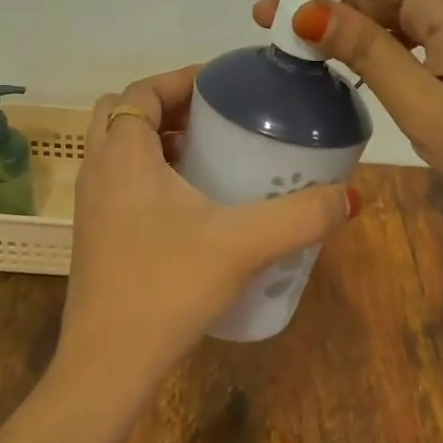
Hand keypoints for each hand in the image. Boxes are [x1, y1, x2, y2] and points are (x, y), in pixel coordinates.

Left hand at [54, 66, 358, 397]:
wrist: (108, 364)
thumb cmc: (168, 286)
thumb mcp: (243, 244)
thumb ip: (301, 217)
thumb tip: (352, 196)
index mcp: (123, 154)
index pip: (142, 90)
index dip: (180, 78)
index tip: (224, 85)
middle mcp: (98, 170)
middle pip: (124, 114)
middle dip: (168, 106)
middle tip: (216, 119)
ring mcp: (90, 205)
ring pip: (118, 150)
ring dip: (158, 141)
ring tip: (209, 155)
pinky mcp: (94, 236)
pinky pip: (118, 182)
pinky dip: (148, 174)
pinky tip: (191, 206)